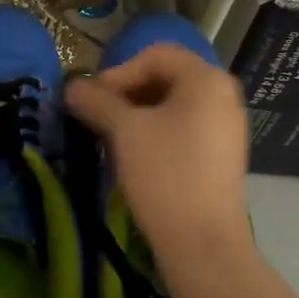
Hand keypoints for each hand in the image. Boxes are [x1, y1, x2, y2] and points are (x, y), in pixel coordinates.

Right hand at [65, 43, 252, 253]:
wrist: (202, 242)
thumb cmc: (165, 175)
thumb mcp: (124, 131)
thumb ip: (96, 101)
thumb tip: (71, 86)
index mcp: (206, 79)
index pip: (155, 54)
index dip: (118, 72)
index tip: (93, 100)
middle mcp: (223, 96)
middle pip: (166, 77)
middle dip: (127, 92)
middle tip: (99, 116)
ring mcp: (226, 127)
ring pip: (173, 105)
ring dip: (138, 114)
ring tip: (112, 137)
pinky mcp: (221, 155)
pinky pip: (184, 128)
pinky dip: (156, 132)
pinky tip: (135, 156)